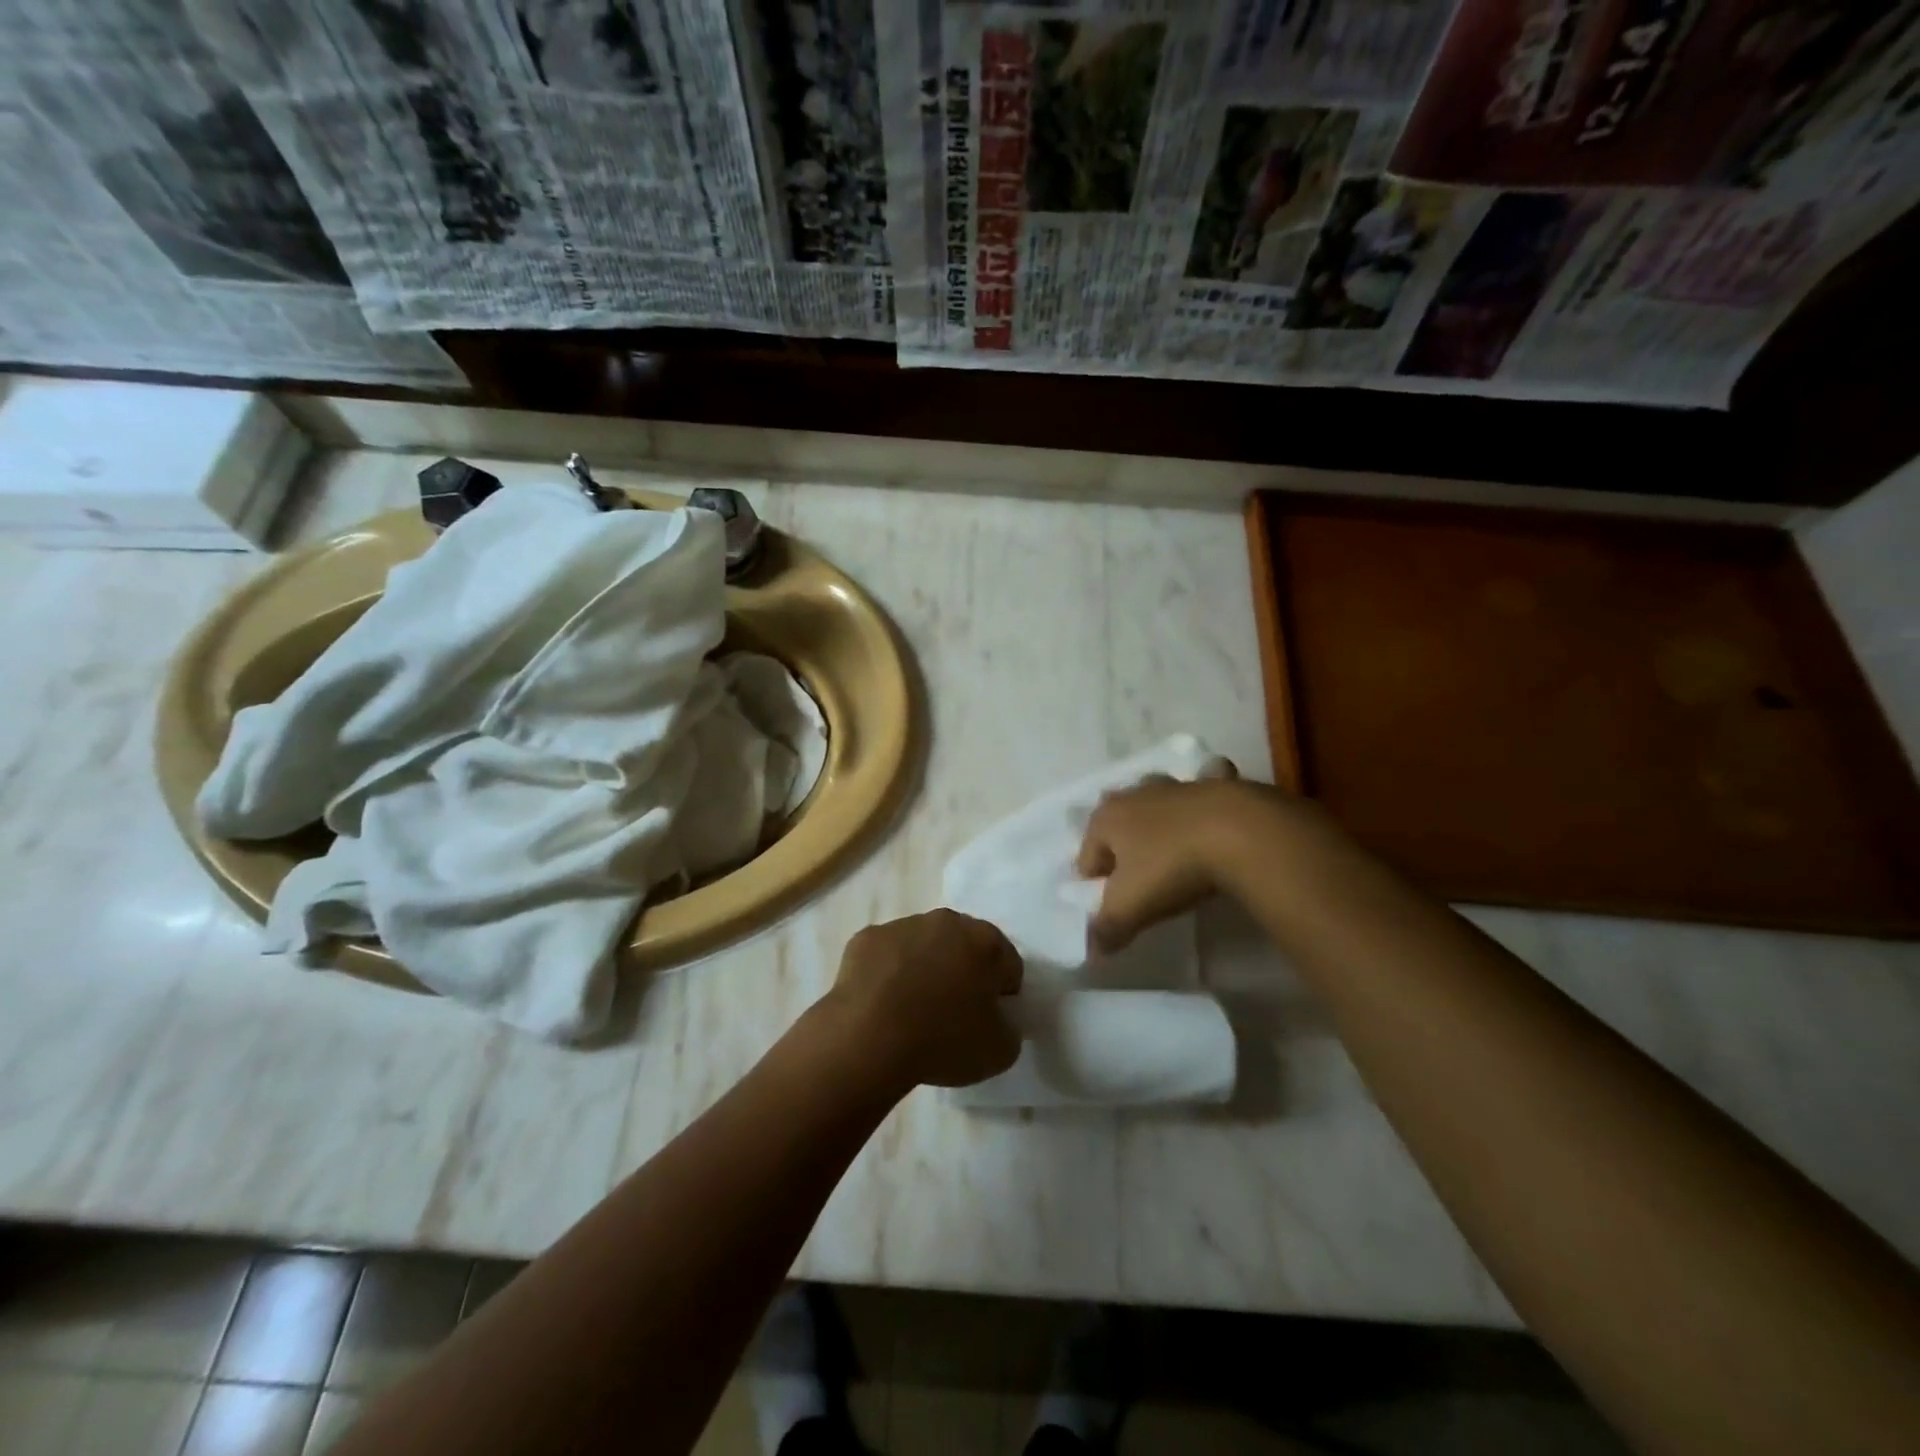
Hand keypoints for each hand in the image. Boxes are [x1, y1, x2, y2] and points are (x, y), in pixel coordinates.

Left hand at [826, 910, 1023, 1089]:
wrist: (870, 1037)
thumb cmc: (943, 1040)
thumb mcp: (1000, 1051)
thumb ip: (1009, 1027)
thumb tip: (996, 1018)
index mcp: (986, 942)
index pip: (1008, 965)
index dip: (1002, 995)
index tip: (987, 1021)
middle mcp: (947, 921)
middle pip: (965, 946)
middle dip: (963, 973)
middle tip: (952, 1014)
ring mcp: (903, 925)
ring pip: (923, 945)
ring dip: (924, 968)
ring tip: (911, 1012)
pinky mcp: (867, 938)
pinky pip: (887, 955)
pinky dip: (888, 974)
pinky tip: (882, 1004)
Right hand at [1077, 773, 1295, 951]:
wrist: (1241, 833)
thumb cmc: (1172, 867)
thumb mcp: (1131, 907)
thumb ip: (1107, 929)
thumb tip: (1094, 949)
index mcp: (1106, 818)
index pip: (1086, 857)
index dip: (1096, 885)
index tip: (1116, 908)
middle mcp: (1136, 794)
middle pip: (1118, 824)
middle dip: (1123, 847)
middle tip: (1142, 880)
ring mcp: (1177, 785)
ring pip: (1157, 801)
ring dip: (1159, 821)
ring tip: (1174, 852)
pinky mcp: (1216, 782)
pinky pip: (1205, 788)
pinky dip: (1206, 798)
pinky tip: (1214, 819)